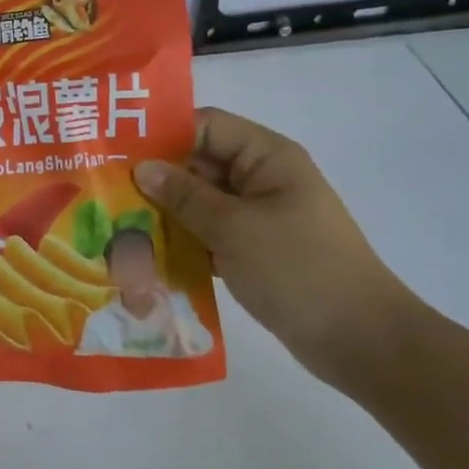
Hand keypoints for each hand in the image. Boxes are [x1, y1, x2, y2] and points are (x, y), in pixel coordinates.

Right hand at [135, 108, 421, 389]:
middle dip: (157, 179)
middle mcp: (262, 178)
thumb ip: (184, 196)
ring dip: (167, 214)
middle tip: (107, 193)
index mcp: (267, 157)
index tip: (116, 152)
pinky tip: (148, 257)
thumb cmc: (298, 270)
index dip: (163, 134)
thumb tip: (142, 168)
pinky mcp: (257, 250)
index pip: (206, 126)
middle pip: (200, 164)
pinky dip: (185, 242)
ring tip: (118, 226)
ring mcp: (261, 216)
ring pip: (202, 202)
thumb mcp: (234, 228)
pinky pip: (211, 234)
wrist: (362, 342)